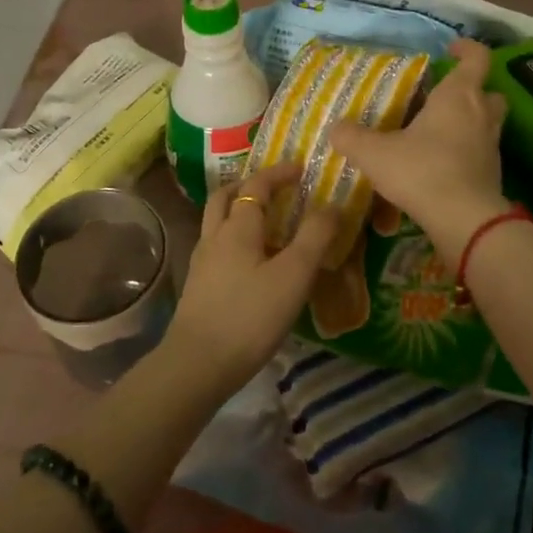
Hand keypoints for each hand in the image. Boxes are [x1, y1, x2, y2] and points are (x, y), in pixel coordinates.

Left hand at [163, 162, 337, 398]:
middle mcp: (215, 236)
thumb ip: (315, 237)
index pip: (256, 185)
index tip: (300, 168)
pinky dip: (233, 237)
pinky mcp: (199, 286)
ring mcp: (203, 262)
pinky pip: (216, 246)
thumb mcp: (293, 276)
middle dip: (249, 185)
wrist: (198, 364)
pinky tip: (250, 260)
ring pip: (217, 222)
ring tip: (264, 221)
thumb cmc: (250, 316)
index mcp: (238, 227)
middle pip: (225, 196)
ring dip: (237, 210)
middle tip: (274, 188)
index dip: (278, 173)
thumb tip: (333, 205)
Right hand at [329, 38, 510, 261]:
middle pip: (488, 92)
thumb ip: (352, 138)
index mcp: (458, 96)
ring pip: (488, 122)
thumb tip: (335, 129)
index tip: (449, 49)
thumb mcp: (375, 154)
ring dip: (470, 122)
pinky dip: (466, 151)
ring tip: (438, 131)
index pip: (476, 58)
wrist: (464, 221)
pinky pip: (481, 151)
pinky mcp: (492, 173)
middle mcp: (481, 115)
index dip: (466, 48)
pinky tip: (440, 163)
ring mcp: (491, 146)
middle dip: (471, 90)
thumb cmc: (422, 171)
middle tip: (443, 97)